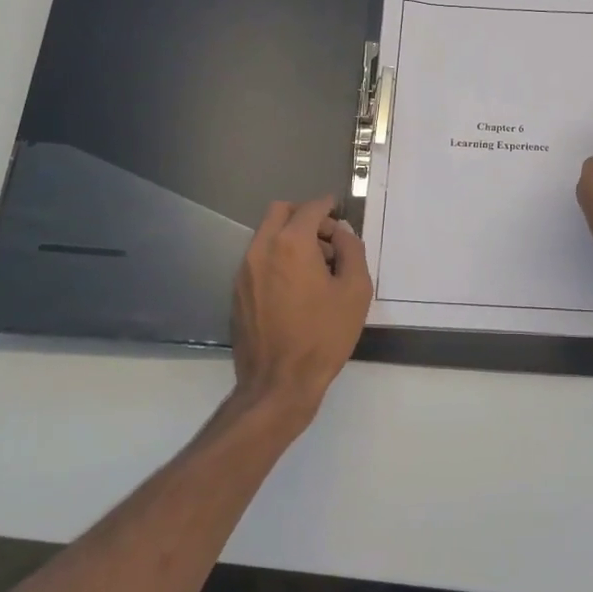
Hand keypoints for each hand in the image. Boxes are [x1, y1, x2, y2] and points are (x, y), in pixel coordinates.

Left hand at [231, 195, 372, 425]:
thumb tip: (341, 234)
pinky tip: (295, 289)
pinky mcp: (237, 292)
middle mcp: (261, 249)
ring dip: (290, 238)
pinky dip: (277, 259)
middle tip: (326, 238)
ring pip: (266, 235)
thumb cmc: (323, 336)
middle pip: (280, 212)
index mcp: (291, 244)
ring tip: (315, 268)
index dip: (328, 207)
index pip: (310, 208)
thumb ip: (352, 251)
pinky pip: (258, 259)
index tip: (340, 215)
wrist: (278, 384)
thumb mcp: (355, 291)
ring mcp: (244, 271)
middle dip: (304, 216)